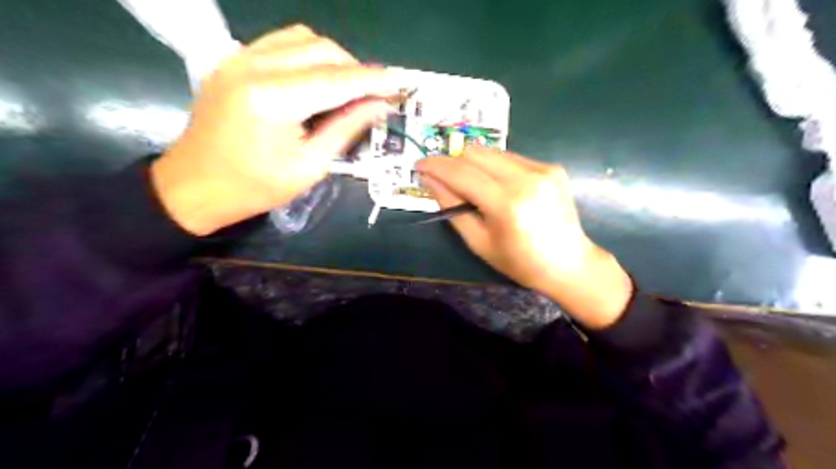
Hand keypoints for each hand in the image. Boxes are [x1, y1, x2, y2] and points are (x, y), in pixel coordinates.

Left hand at [155, 25, 407, 233]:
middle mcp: (254, 66)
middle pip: (321, 48)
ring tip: (348, 88)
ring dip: (333, 59)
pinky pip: (281, 42)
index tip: (399, 83)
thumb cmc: (255, 187)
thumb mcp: (309, 166)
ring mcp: (240, 58)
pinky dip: (308, 55)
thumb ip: (346, 129)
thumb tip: (379, 106)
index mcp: (273, 99)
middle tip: (373, 96)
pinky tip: (317, 80)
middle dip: (355, 69)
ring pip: (302, 38)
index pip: (336, 79)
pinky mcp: (234, 60)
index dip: (372, 80)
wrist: (194, 185)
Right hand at [418, 146, 634, 329]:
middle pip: (476, 152)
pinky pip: (511, 157)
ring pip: (493, 151)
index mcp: (507, 204)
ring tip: (471, 185)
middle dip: (453, 161)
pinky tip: (497, 186)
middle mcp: (526, 178)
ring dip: (473, 163)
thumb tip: (429, 179)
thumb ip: (452, 207)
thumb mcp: (479, 241)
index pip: (462, 172)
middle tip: (443, 178)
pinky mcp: (551, 167)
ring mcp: (542, 169)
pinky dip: (494, 167)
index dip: (436, 166)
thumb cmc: (520, 262)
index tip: (419, 166)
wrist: (569, 263)